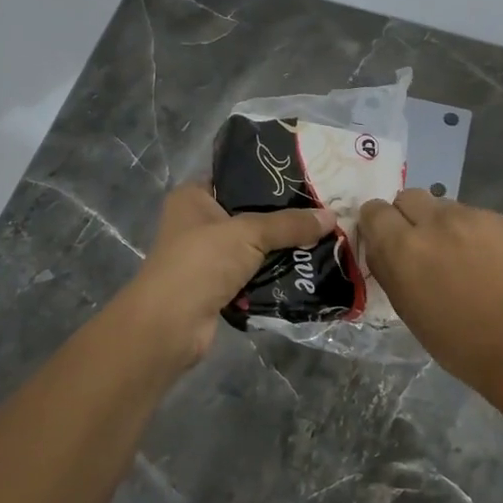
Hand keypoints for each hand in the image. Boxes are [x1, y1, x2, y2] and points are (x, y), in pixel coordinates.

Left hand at [122, 182, 334, 366]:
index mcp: (193, 197)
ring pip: (254, 246)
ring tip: (323, 237)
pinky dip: (274, 275)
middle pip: (249, 213)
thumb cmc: (201, 263)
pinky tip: (306, 269)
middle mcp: (198, 222)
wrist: (170, 326)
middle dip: (283, 216)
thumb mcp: (248, 233)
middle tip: (323, 209)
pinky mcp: (218, 286)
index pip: (235, 176)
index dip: (268, 176)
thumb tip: (332, 216)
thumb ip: (289, 224)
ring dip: (282, 248)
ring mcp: (207, 257)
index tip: (307, 176)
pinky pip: (254, 274)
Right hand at [358, 190, 502, 404]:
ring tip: (458, 254)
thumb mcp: (407, 309)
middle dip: (408, 216)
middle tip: (421, 244)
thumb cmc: (457, 342)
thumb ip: (389, 269)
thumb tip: (382, 248)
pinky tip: (486, 259)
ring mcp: (469, 216)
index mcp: (402, 248)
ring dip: (441, 224)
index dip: (377, 224)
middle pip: (408, 197)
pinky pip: (473, 215)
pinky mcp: (499, 219)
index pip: (374, 210)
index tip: (386, 239)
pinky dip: (471, 232)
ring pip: (443, 206)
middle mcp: (433, 222)